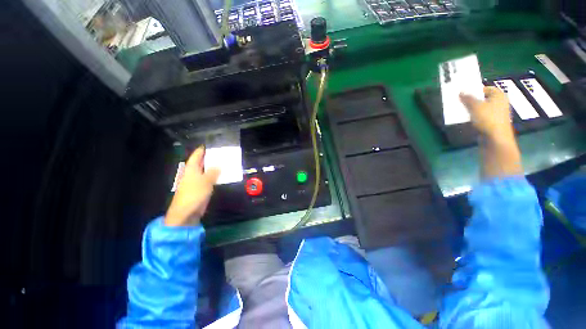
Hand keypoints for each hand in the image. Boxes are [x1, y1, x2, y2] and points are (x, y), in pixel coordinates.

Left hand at [165, 147, 220, 226]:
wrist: (187, 212)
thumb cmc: (194, 194)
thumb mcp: (205, 181)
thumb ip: (213, 172)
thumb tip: (219, 164)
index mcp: (191, 169)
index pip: (197, 156)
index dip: (202, 150)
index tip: (211, 145)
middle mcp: (193, 173)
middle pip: (202, 162)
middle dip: (210, 158)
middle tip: (222, 153)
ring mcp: (197, 182)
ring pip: (207, 171)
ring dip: (214, 167)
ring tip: (225, 162)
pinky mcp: (201, 189)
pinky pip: (210, 179)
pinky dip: (216, 176)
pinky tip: (223, 175)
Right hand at [460, 87, 521, 177]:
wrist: (495, 139)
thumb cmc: (488, 119)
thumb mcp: (475, 106)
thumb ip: (467, 98)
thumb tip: (460, 92)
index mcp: (499, 95)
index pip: (485, 88)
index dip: (474, 90)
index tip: (464, 94)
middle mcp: (500, 103)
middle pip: (483, 98)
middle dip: (472, 100)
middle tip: (461, 102)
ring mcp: (497, 114)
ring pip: (482, 108)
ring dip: (472, 109)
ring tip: (462, 111)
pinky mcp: (493, 123)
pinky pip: (482, 116)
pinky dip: (475, 117)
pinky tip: (468, 119)